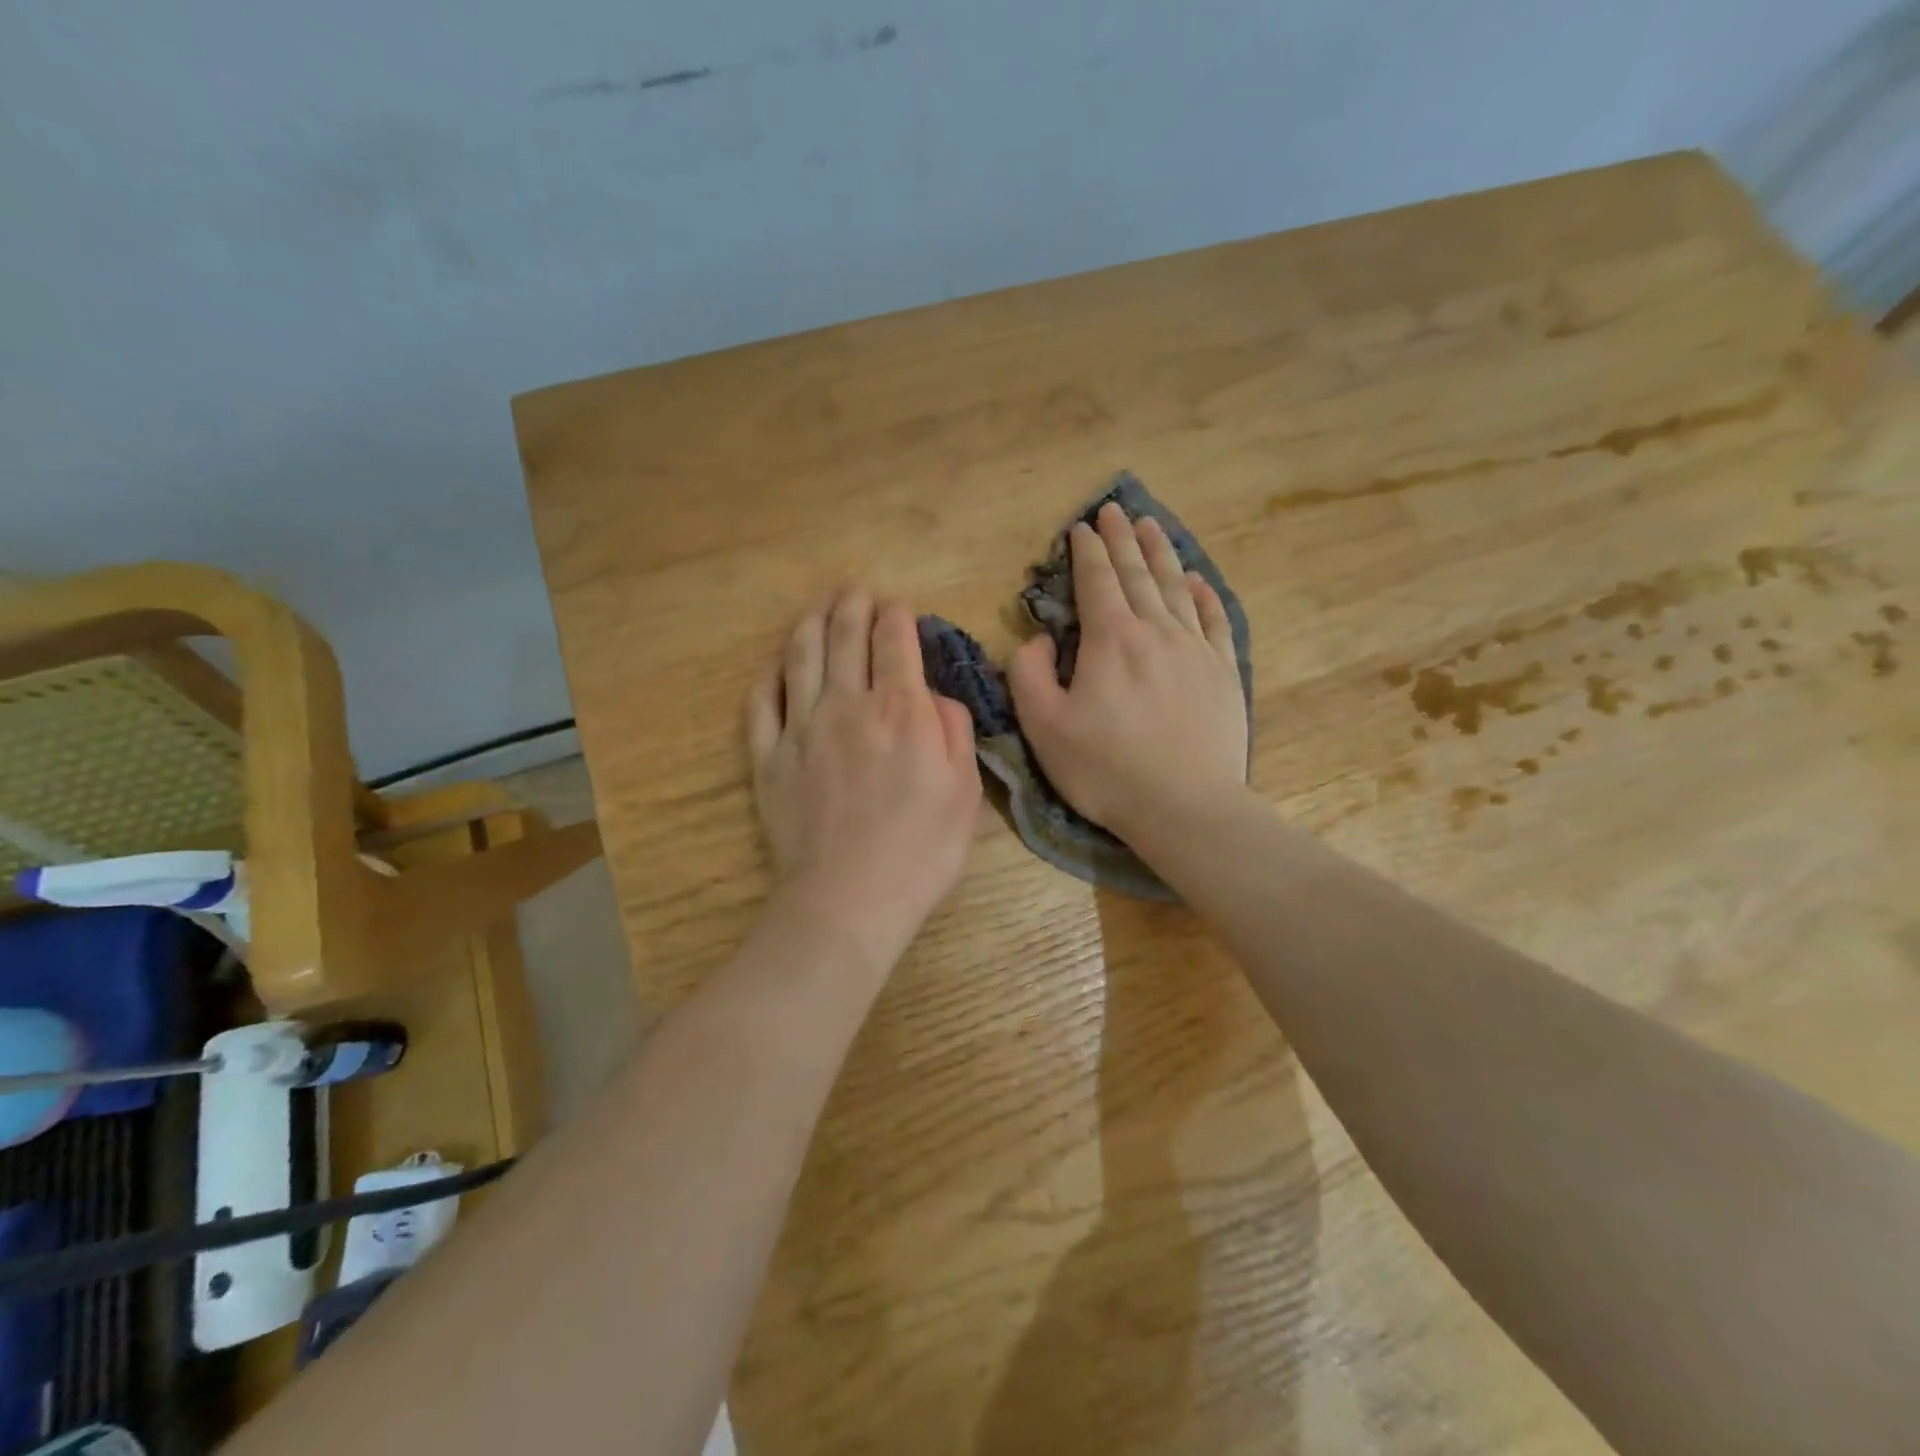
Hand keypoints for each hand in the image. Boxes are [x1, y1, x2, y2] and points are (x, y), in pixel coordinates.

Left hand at [748, 590, 982, 972]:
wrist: (849, 899)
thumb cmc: (921, 851)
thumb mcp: (965, 791)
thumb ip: (953, 731)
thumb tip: (932, 695)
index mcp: (901, 710)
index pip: (895, 641)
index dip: (897, 616)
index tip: (899, 608)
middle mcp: (847, 705)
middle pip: (844, 637)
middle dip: (851, 606)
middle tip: (854, 591)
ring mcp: (801, 729)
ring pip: (799, 658)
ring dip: (809, 625)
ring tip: (816, 610)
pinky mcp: (767, 758)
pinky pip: (760, 705)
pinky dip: (768, 679)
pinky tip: (775, 670)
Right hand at [1009, 502, 1247, 836]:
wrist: (1186, 806)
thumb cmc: (1106, 770)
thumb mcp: (1044, 727)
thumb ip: (1028, 674)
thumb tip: (1039, 639)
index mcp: (1111, 640)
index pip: (1097, 580)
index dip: (1087, 551)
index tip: (1082, 527)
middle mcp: (1156, 631)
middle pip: (1138, 573)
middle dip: (1123, 539)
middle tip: (1116, 509)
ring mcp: (1196, 649)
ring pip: (1176, 588)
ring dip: (1161, 554)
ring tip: (1151, 526)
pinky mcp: (1223, 673)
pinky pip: (1215, 620)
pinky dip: (1204, 595)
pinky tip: (1197, 581)